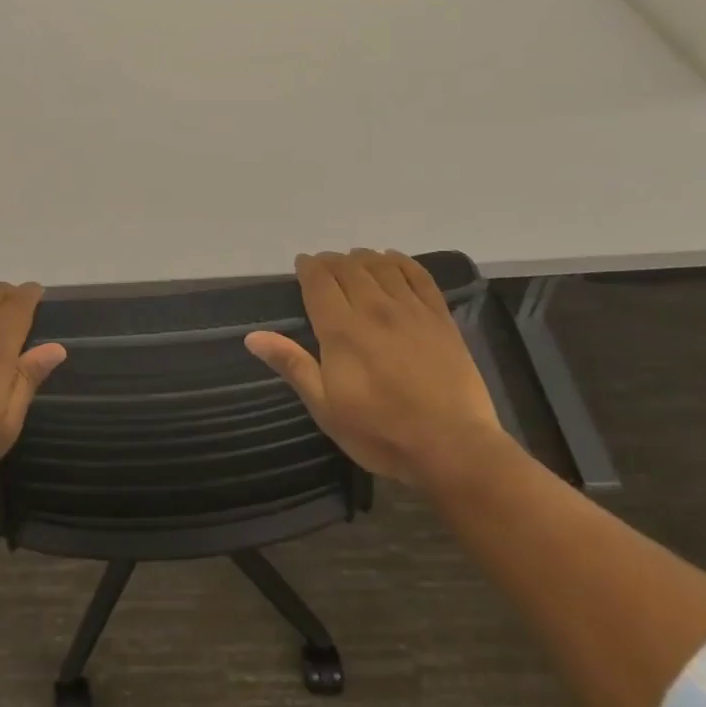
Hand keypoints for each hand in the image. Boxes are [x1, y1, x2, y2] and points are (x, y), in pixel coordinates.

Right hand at [245, 249, 511, 492]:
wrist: (453, 448)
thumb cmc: (382, 432)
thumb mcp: (326, 408)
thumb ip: (293, 366)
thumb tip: (252, 337)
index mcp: (341, 330)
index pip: (319, 281)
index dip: (308, 267)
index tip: (302, 265)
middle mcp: (374, 308)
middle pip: (348, 267)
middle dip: (331, 261)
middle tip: (324, 267)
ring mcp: (411, 310)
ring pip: (381, 265)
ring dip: (362, 258)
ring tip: (354, 262)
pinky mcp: (440, 317)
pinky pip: (418, 275)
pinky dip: (401, 261)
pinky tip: (392, 261)